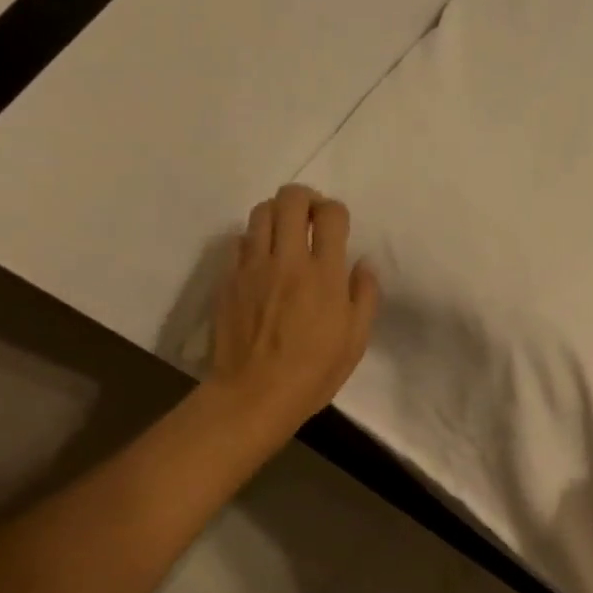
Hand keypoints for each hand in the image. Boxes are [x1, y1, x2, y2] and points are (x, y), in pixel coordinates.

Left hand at [209, 185, 379, 437]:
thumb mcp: (356, 340)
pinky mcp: (228, 279)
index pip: (331, 215)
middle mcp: (288, 260)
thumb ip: (364, 296)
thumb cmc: (314, 372)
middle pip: (290, 200)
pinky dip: (254, 240)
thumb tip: (363, 265)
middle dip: (305, 198)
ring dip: (277, 214)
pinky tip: (262, 259)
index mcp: (324, 275)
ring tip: (285, 232)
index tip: (337, 225)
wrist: (254, 394)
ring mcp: (253, 267)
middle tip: (311, 216)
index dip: (336, 211)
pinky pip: (239, 241)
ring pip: (260, 213)